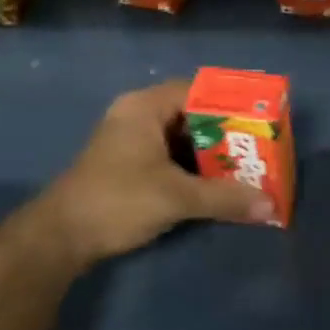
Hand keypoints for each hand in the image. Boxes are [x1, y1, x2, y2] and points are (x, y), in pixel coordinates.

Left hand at [0, 79, 273, 274]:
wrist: (58, 239)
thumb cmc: (116, 201)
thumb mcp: (176, 197)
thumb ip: (224, 197)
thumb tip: (271, 204)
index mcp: (145, 107)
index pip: (199, 90)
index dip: (232, 103)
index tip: (261, 118)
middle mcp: (138, 116)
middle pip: (193, 114)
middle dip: (227, 132)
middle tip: (260, 146)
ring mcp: (131, 141)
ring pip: (183, 137)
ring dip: (212, 153)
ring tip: (247, 165)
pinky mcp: (128, 165)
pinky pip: (171, 155)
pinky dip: (194, 167)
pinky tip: (218, 183)